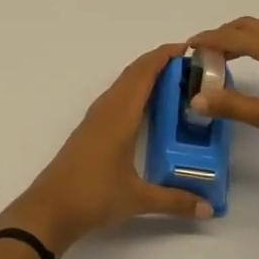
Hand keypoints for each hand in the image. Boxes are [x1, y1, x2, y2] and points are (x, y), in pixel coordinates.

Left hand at [0, 43, 214, 254]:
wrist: (49, 210)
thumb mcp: (138, 199)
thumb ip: (175, 201)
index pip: (143, 75)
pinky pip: (115, 99)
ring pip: (122, 86)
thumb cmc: (93, 196)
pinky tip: (144, 108)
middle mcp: (106, 110)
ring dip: (143, 76)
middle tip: (188, 64)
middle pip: (132, 74)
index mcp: (120, 116)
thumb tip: (208, 209)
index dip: (163, 57)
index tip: (187, 48)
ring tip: (172, 81)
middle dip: (157, 62)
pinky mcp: (89, 131)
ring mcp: (95, 119)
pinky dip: (133, 92)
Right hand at [185, 17, 258, 191]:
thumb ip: (232, 106)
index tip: (187, 47)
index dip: (208, 39)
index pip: (233, 35)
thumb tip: (196, 99)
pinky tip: (257, 66)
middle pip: (249, 26)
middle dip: (223, 34)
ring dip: (242, 38)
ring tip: (224, 59)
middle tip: (203, 54)